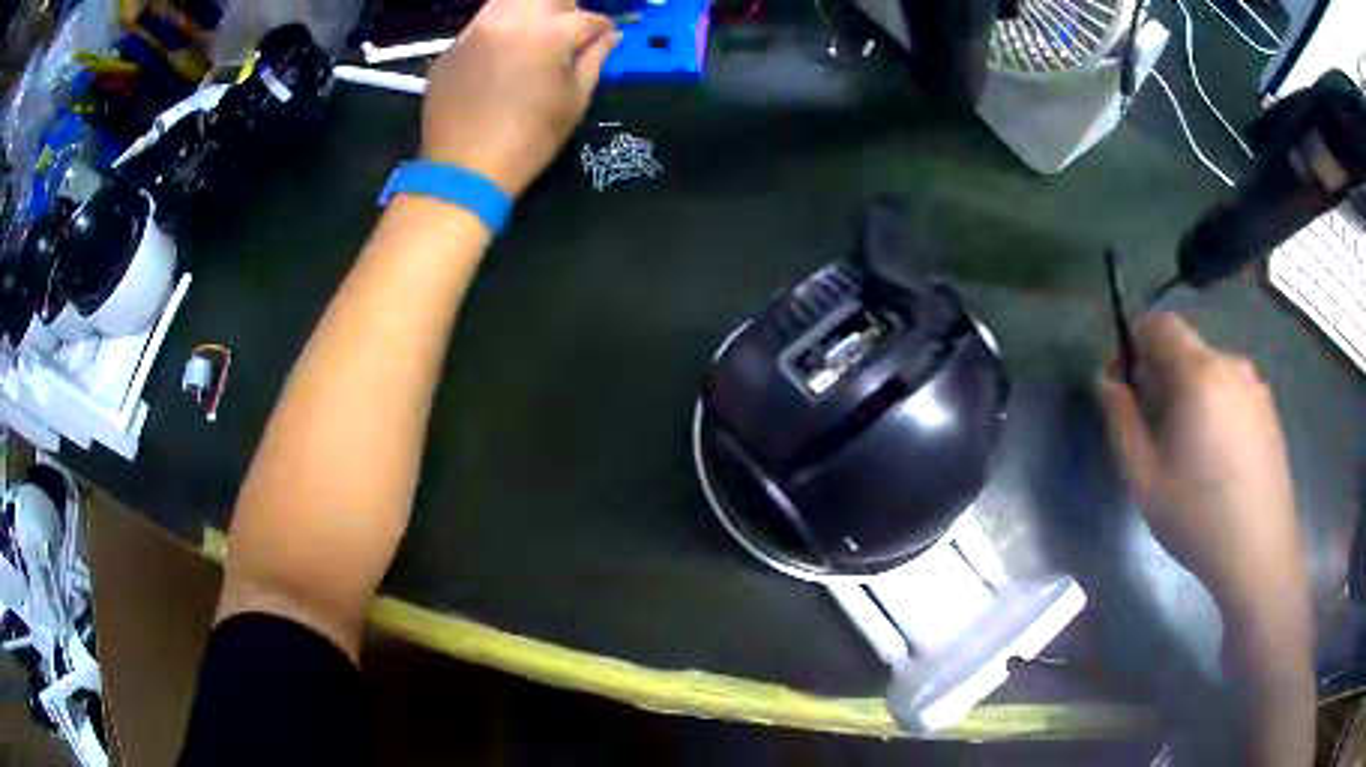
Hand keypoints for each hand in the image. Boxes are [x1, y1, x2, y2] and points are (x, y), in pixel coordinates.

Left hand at [420, 0, 620, 195]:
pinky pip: (481, 24)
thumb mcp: (574, 101)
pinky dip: (498, 30)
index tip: (605, 38)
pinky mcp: (451, 48)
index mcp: (548, 33)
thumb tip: (611, 37)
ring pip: (508, 1)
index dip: (602, 29)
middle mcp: (509, 19)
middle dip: (565, 8)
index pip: (587, 18)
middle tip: (568, 31)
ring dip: (529, 11)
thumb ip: (595, 59)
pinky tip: (501, 56)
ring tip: (535, 35)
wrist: (463, 170)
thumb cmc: (528, 139)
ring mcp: (474, 30)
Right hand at [1098, 314, 1307, 628]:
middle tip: (1156, 431)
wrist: (1260, 552)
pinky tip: (1219, 460)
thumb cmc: (1198, 518)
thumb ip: (1121, 421)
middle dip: (1163, 377)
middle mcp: (1230, 365)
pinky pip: (1233, 391)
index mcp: (1199, 373)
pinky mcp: (1269, 409)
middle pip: (1187, 349)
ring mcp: (1255, 386)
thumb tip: (1108, 382)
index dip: (1136, 345)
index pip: (1160, 325)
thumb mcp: (1145, 479)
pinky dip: (1217, 408)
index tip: (1128, 386)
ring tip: (1190, 452)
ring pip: (1211, 372)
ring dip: (1192, 394)